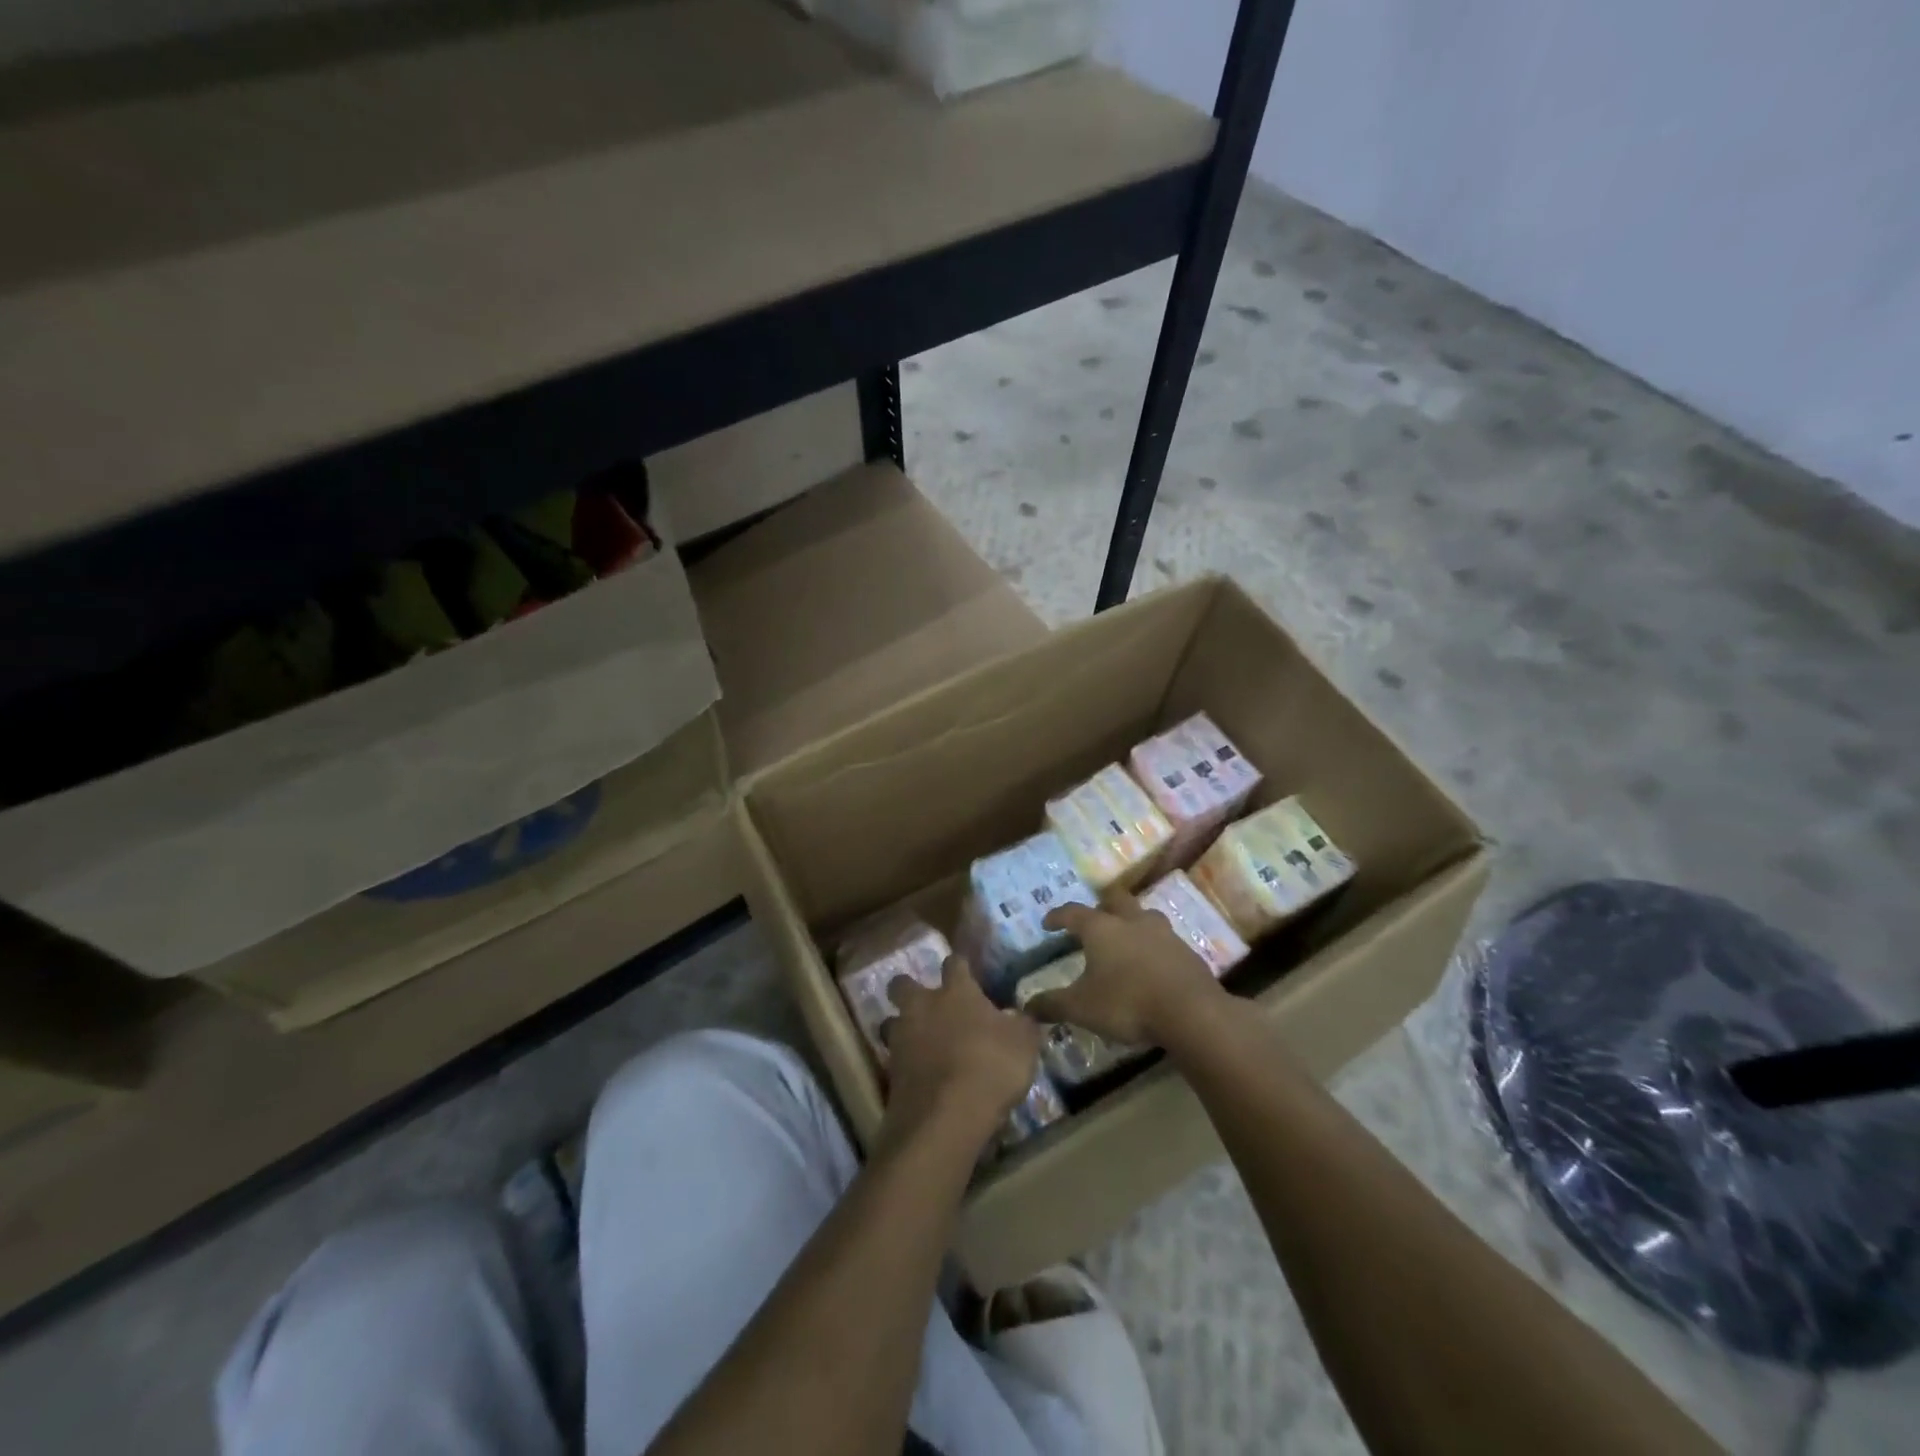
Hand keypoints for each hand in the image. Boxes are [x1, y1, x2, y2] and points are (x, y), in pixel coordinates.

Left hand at [881, 956, 1042, 1152]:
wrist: (947, 1117)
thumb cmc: (990, 1067)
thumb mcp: (1024, 1044)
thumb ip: (1022, 1024)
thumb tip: (1022, 1015)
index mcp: (956, 992)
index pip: (955, 962)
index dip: (960, 965)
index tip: (967, 971)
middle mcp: (923, 1006)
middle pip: (903, 984)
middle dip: (910, 988)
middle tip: (927, 1004)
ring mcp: (902, 1038)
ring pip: (892, 1021)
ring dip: (902, 1028)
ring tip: (920, 1043)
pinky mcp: (891, 1072)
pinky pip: (895, 1058)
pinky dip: (906, 1064)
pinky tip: (922, 1076)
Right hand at [1028, 891, 1229, 1045]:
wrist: (1192, 1012)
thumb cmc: (1127, 1003)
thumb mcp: (1081, 1008)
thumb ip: (1052, 1004)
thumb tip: (1025, 1006)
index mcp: (1101, 929)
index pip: (1073, 912)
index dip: (1058, 916)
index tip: (1048, 922)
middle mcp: (1132, 922)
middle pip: (1115, 900)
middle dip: (1101, 906)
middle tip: (1092, 921)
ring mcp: (1164, 934)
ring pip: (1144, 916)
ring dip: (1132, 922)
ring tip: (1125, 938)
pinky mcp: (1187, 952)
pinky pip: (1165, 940)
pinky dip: (1153, 947)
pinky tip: (1151, 965)